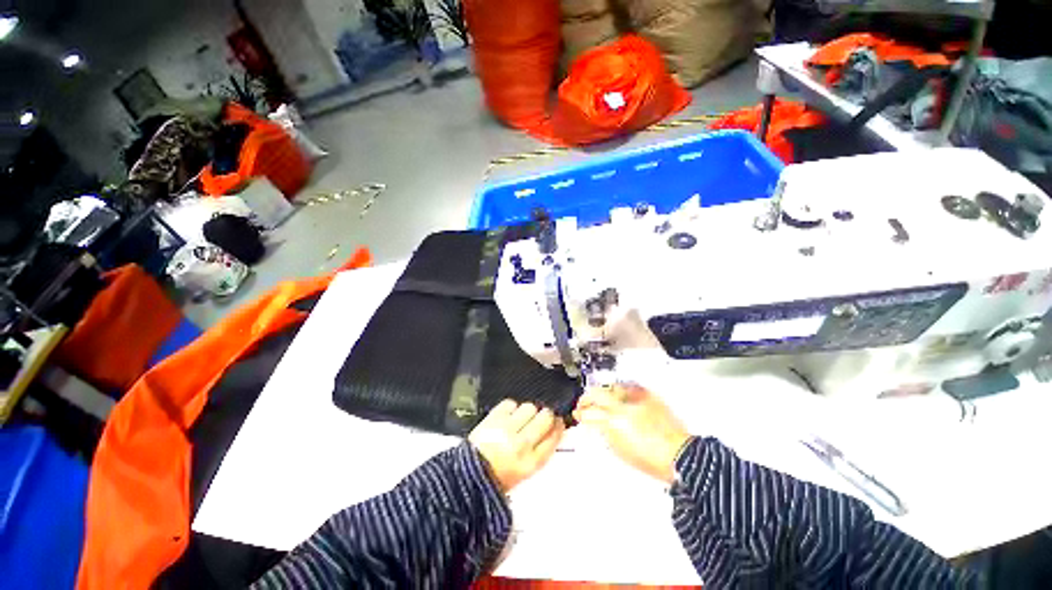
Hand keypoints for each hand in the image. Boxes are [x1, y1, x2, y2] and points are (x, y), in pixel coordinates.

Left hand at [469, 400, 564, 491]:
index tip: (558, 422)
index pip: (554, 436)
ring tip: (521, 418)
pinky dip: (511, 408)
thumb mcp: (524, 471)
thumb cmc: (496, 477)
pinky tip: (508, 416)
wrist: (466, 475)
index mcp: (531, 462)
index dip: (558, 426)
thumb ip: (540, 451)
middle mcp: (522, 444)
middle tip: (541, 417)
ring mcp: (507, 428)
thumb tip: (553, 430)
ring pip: (530, 407)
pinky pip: (511, 404)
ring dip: (528, 411)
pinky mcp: (494, 418)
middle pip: (545, 417)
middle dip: (546, 415)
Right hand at [573, 384, 690, 484]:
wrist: (680, 455)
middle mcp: (623, 406)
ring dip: (601, 392)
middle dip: (586, 398)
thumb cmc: (651, 459)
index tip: (577, 414)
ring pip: (610, 387)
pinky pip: (627, 386)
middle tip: (583, 404)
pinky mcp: (647, 395)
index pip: (590, 412)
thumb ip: (605, 433)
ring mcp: (635, 398)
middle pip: (597, 394)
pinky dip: (618, 389)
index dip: (581, 413)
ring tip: (598, 398)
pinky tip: (616, 393)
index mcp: (614, 422)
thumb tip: (596, 424)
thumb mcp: (620, 450)